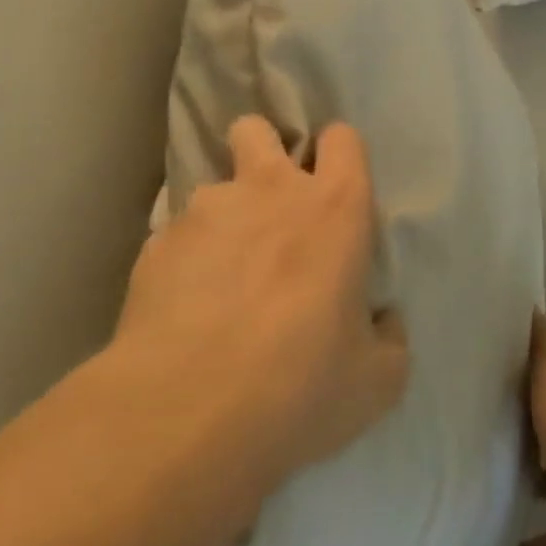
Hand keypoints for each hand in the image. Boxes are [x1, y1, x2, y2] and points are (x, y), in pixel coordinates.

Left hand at [107, 116, 409, 503]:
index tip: (333, 189)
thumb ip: (389, 339)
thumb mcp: (375, 382)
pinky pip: (175, 237)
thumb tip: (382, 323)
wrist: (183, 416)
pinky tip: (182, 309)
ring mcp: (207, 210)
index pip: (342, 138)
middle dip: (261, 150)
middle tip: (266, 203)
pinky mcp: (157, 244)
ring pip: (212, 185)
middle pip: (258, 129)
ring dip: (221, 217)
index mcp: (335, 206)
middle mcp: (271, 189)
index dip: (339, 157)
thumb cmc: (299, 386)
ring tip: (217, 275)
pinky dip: (182, 261)